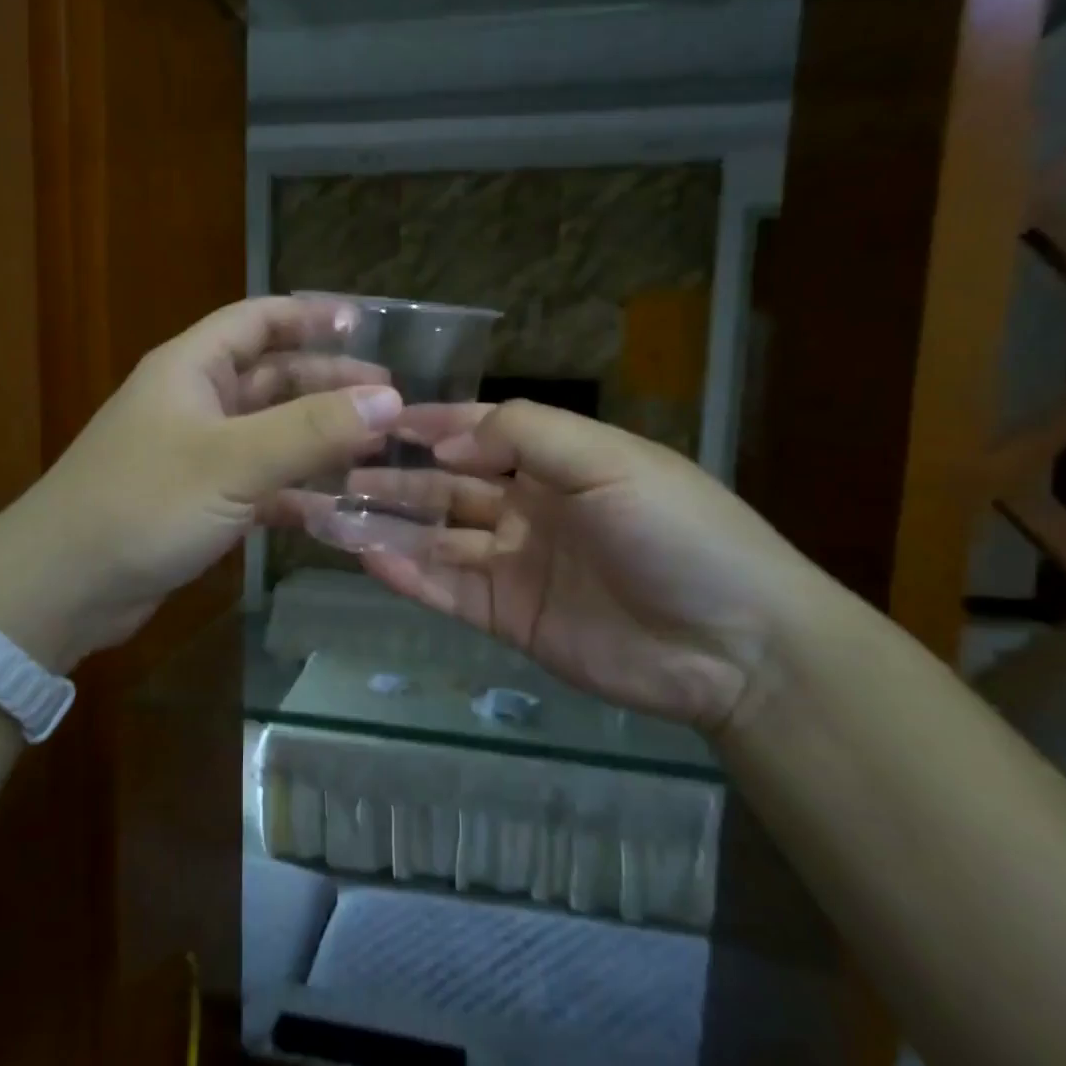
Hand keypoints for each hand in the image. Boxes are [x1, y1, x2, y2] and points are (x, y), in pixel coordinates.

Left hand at [0, 297, 398, 672]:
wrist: (63, 587)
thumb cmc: (144, 503)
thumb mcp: (234, 460)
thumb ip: (312, 429)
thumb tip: (389, 399)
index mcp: (192, 369)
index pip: (257, 321)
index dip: (310, 316)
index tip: (366, 327)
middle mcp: (194, 404)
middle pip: (272, 379)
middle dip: (328, 384)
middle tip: (389, 400)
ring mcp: (196, 457)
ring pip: (270, 435)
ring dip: (318, 441)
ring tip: (376, 451)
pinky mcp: (199, 504)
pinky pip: (260, 486)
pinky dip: (296, 493)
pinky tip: (335, 508)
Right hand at [359, 401, 824, 734]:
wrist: (733, 646)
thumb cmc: (677, 533)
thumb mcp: (610, 461)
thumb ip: (527, 436)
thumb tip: (447, 437)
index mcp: (560, 463)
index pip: (483, 433)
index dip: (434, 424)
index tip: (377, 419)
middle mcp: (531, 509)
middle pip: (449, 487)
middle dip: (397, 476)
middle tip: (336, 468)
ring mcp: (516, 566)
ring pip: (438, 539)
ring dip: (389, 525)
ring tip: (332, 511)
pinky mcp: (508, 619)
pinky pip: (447, 590)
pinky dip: (407, 574)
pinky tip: (365, 557)